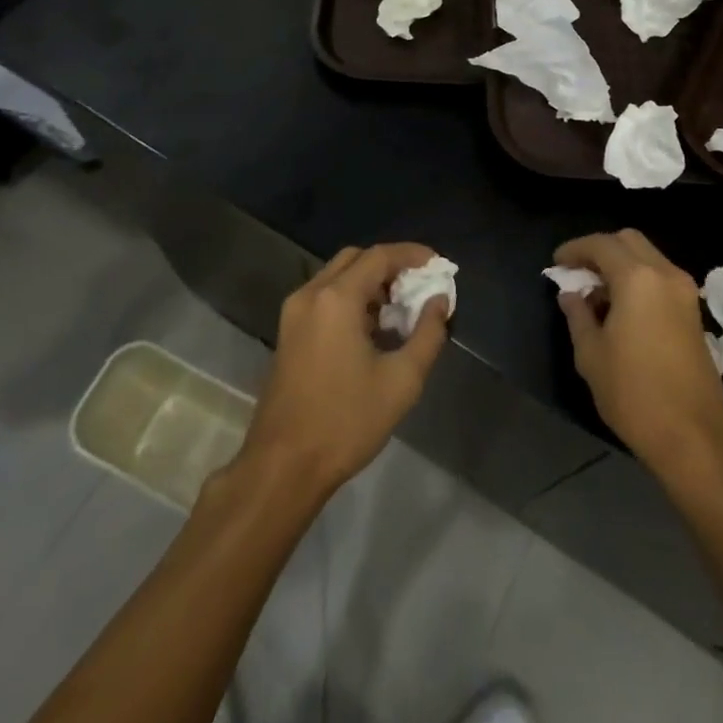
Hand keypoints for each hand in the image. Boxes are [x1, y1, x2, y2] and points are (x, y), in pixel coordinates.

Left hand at [238, 244, 449, 499]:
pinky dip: (350, 298)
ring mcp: (294, 314)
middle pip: (355, 259)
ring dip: (369, 283)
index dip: (411, 254)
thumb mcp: (401, 381)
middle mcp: (310, 295)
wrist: (283, 467)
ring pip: (337, 277)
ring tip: (399, 310)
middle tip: (417, 287)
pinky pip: (324, 297)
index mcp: (336, 299)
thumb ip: (428, 334)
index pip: (379, 256)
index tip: (437, 264)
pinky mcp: (288, 333)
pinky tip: (371, 329)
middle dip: (389, 266)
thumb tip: (439, 301)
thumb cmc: (346, 422)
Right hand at [553, 230, 722, 487]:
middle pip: (629, 241)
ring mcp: (685, 292)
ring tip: (597, 292)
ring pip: (648, 257)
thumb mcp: (591, 354)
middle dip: (600, 249)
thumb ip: (577, 315)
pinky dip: (639, 279)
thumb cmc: (634, 394)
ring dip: (621, 264)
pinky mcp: (694, 312)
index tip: (557, 264)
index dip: (575, 249)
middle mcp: (665, 274)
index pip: (601, 245)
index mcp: (637, 278)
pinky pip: (661, 277)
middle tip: (578, 272)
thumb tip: (571, 294)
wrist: (694, 438)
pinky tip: (622, 307)